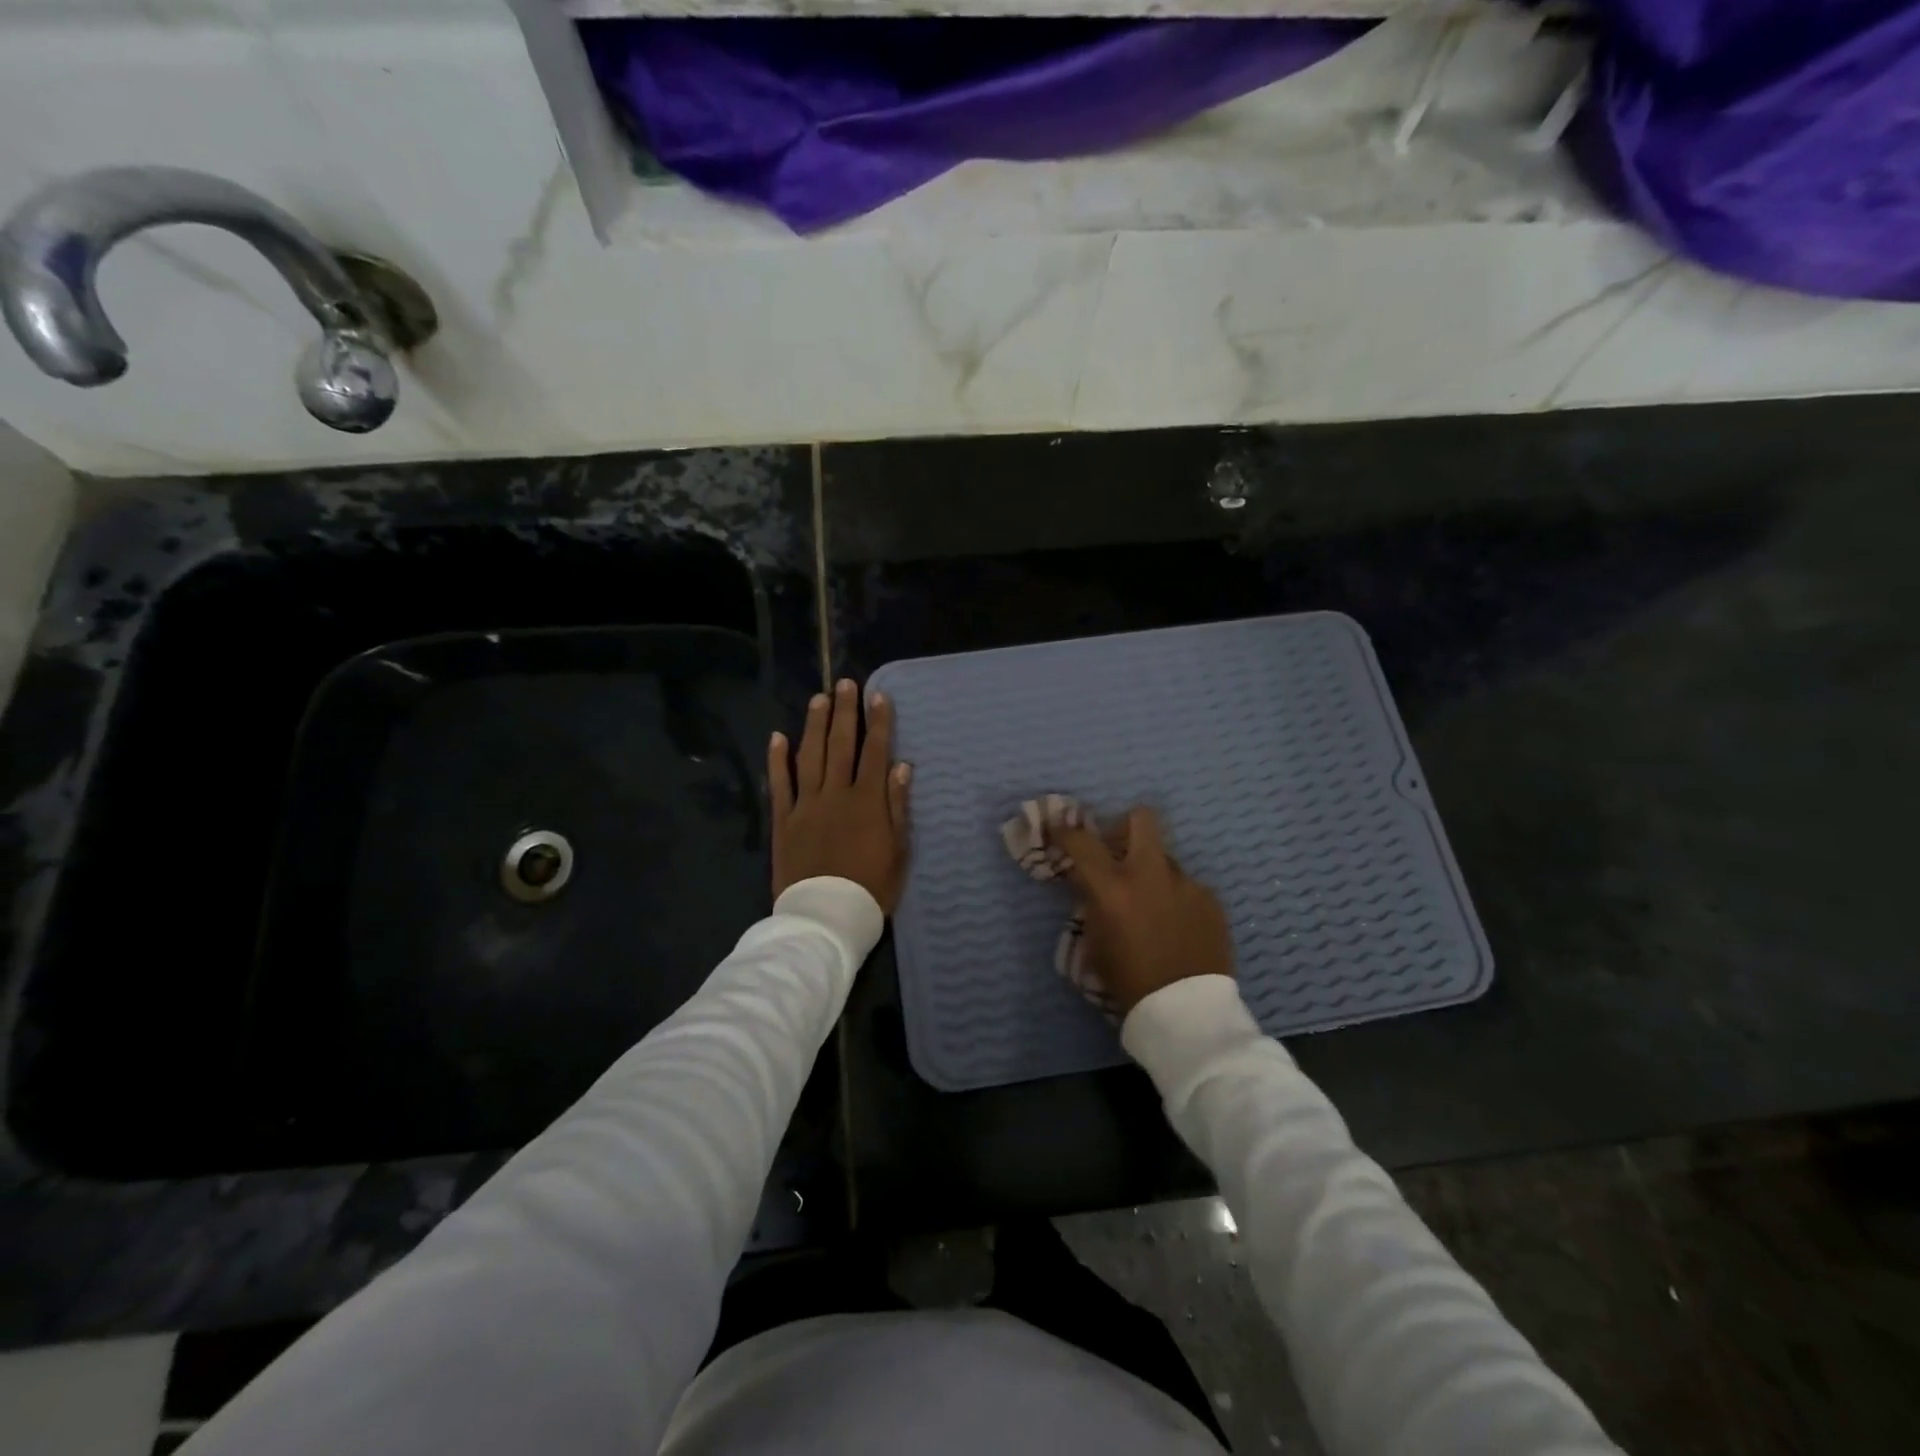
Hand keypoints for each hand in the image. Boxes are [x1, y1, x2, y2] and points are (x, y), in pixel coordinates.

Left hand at [769, 679, 912, 912]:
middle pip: (841, 745)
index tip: (879, 696)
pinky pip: (779, 784)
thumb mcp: (898, 850)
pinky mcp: (783, 820)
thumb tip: (901, 766)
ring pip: (810, 756)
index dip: (878, 722)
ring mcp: (806, 805)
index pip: (875, 751)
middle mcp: (835, 793)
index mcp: (867, 801)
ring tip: (818, 698)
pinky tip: (778, 736)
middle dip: (844, 712)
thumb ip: (897, 806)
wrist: (826, 916)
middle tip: (844, 683)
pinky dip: (778, 759)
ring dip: (815, 725)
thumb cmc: (871, 887)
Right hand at [1052, 808, 1233, 1013]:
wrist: (1187, 1011)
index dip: (1065, 830)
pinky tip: (1177, 926)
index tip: (1058, 829)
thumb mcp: (1095, 943)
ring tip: (1153, 905)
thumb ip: (1093, 904)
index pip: (1082, 841)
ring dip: (1153, 872)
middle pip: (1141, 819)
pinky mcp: (1211, 899)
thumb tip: (1093, 884)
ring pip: (1165, 859)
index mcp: (1113, 888)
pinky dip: (1176, 898)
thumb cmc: (1129, 981)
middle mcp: (1150, 874)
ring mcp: (1186, 883)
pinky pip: (1186, 886)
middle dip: (1125, 825)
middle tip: (1119, 849)